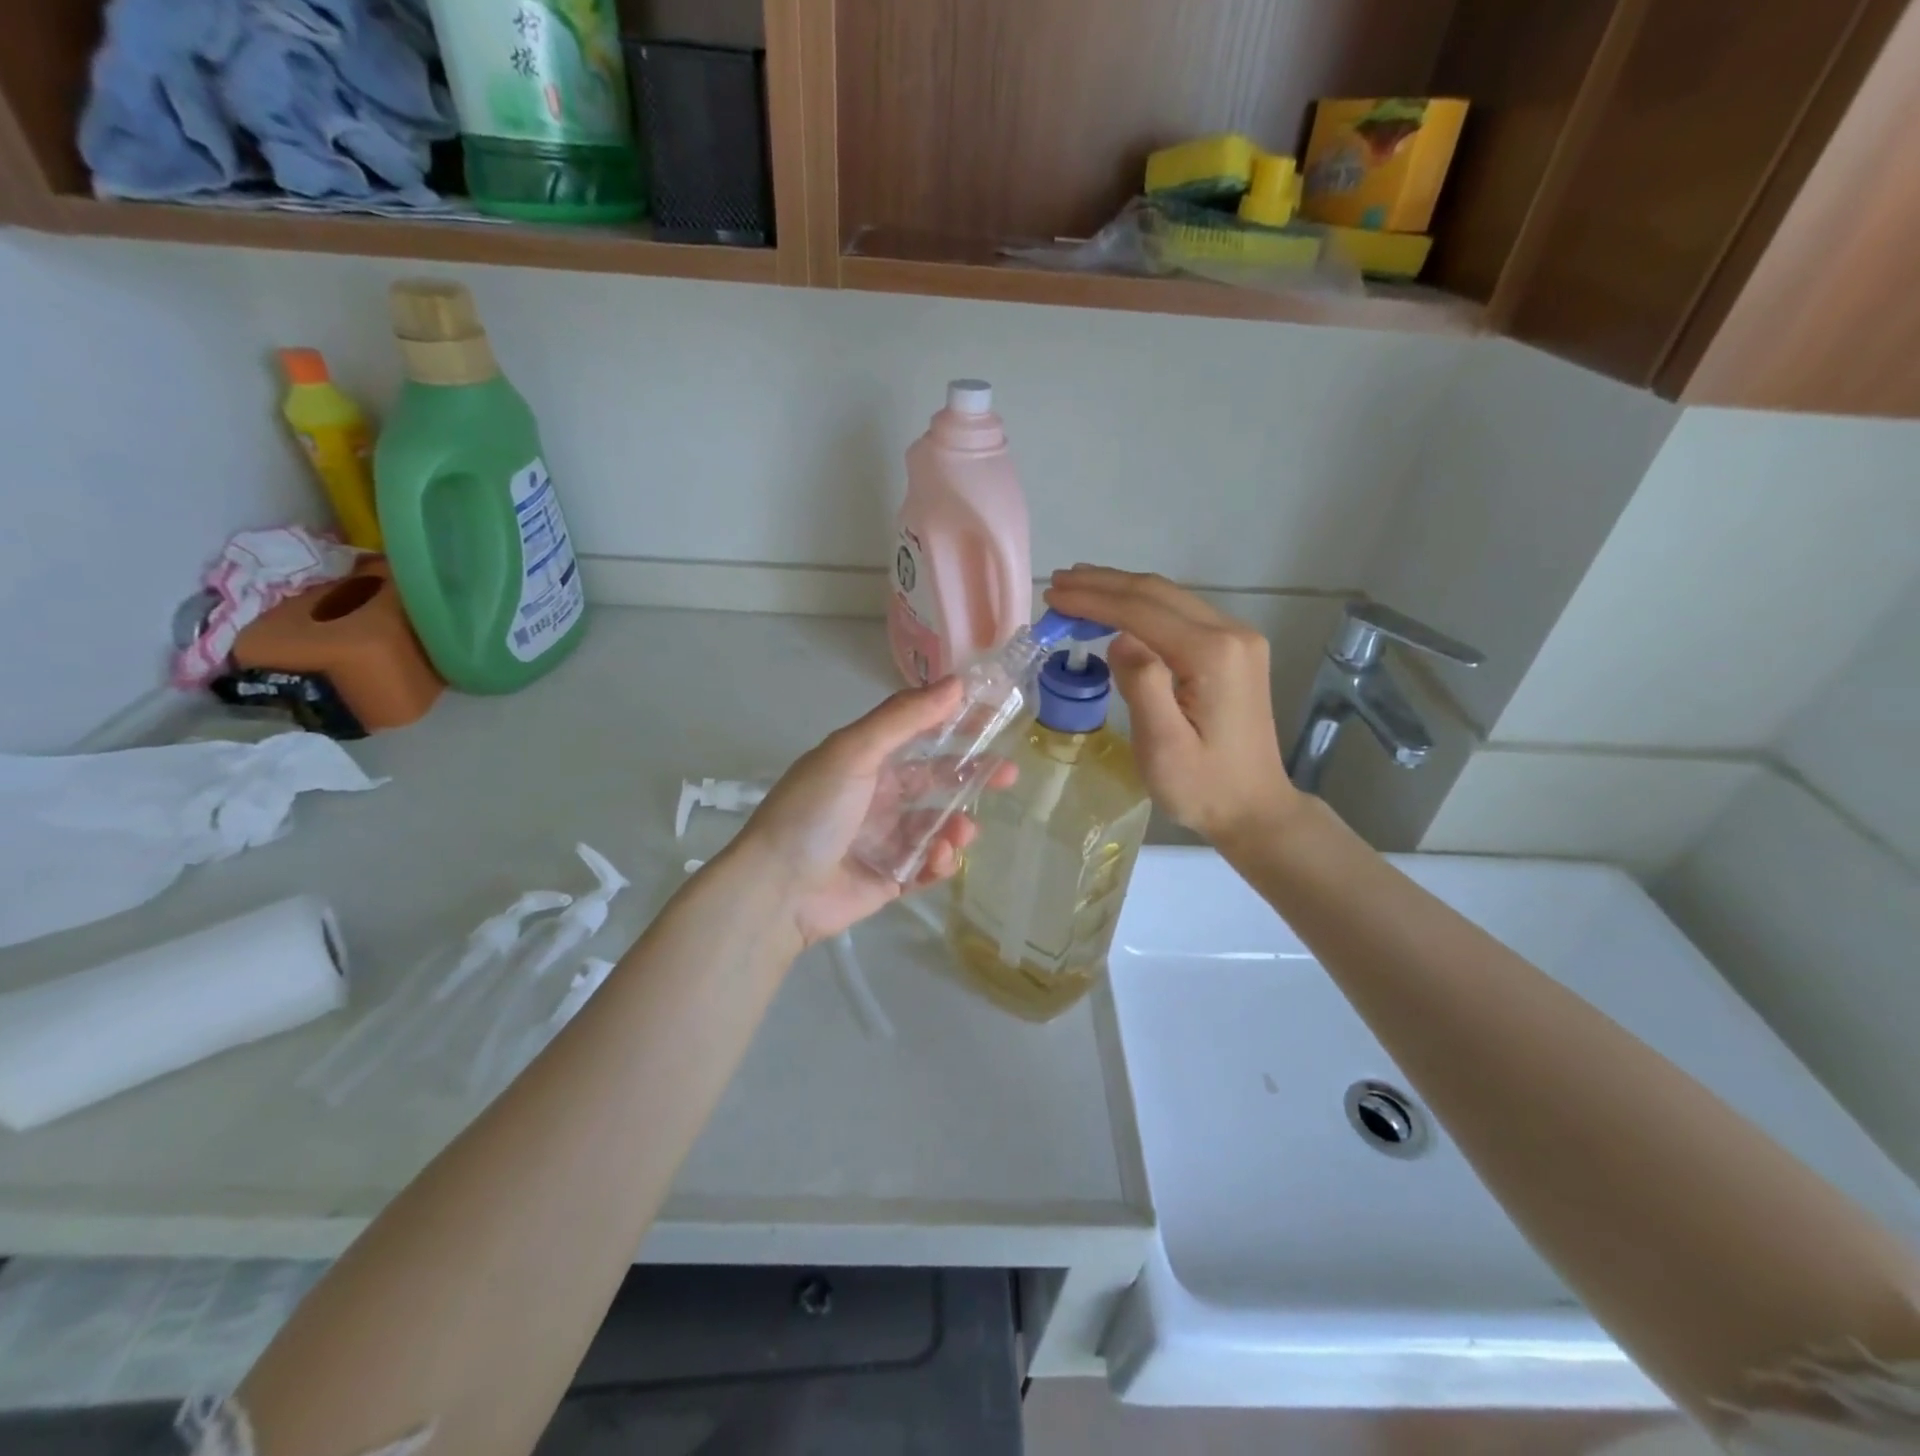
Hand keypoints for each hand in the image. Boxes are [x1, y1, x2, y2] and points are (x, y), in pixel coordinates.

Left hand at [731, 680, 999, 950]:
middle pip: (936, 780)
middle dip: (972, 776)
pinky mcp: (889, 879)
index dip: (955, 723)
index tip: (995, 716)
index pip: (919, 732)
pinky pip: (926, 866)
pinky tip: (940, 858)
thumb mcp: (854, 752)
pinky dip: (940, 861)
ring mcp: (884, 839)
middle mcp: (877, 796)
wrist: (777, 890)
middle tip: (1009, 775)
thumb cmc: (814, 811)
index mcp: (866, 761)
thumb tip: (955, 683)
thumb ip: (904, 718)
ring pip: (936, 825)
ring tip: (963, 832)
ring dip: (956, 825)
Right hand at [1045, 566, 1300, 846]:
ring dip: (1120, 590)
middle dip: (1103, 584)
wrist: (1254, 808)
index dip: (1093, 599)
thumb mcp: (1163, 746)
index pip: (1141, 610)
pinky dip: (1140, 606)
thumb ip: (1142, 685)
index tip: (1053, 596)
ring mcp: (1237, 639)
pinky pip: (1179, 613)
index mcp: (1213, 654)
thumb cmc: (1203, 786)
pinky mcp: (1234, 649)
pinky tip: (1116, 610)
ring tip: (1077, 588)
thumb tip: (1119, 640)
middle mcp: (1231, 633)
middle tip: (1058, 583)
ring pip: (1168, 597)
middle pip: (1156, 592)